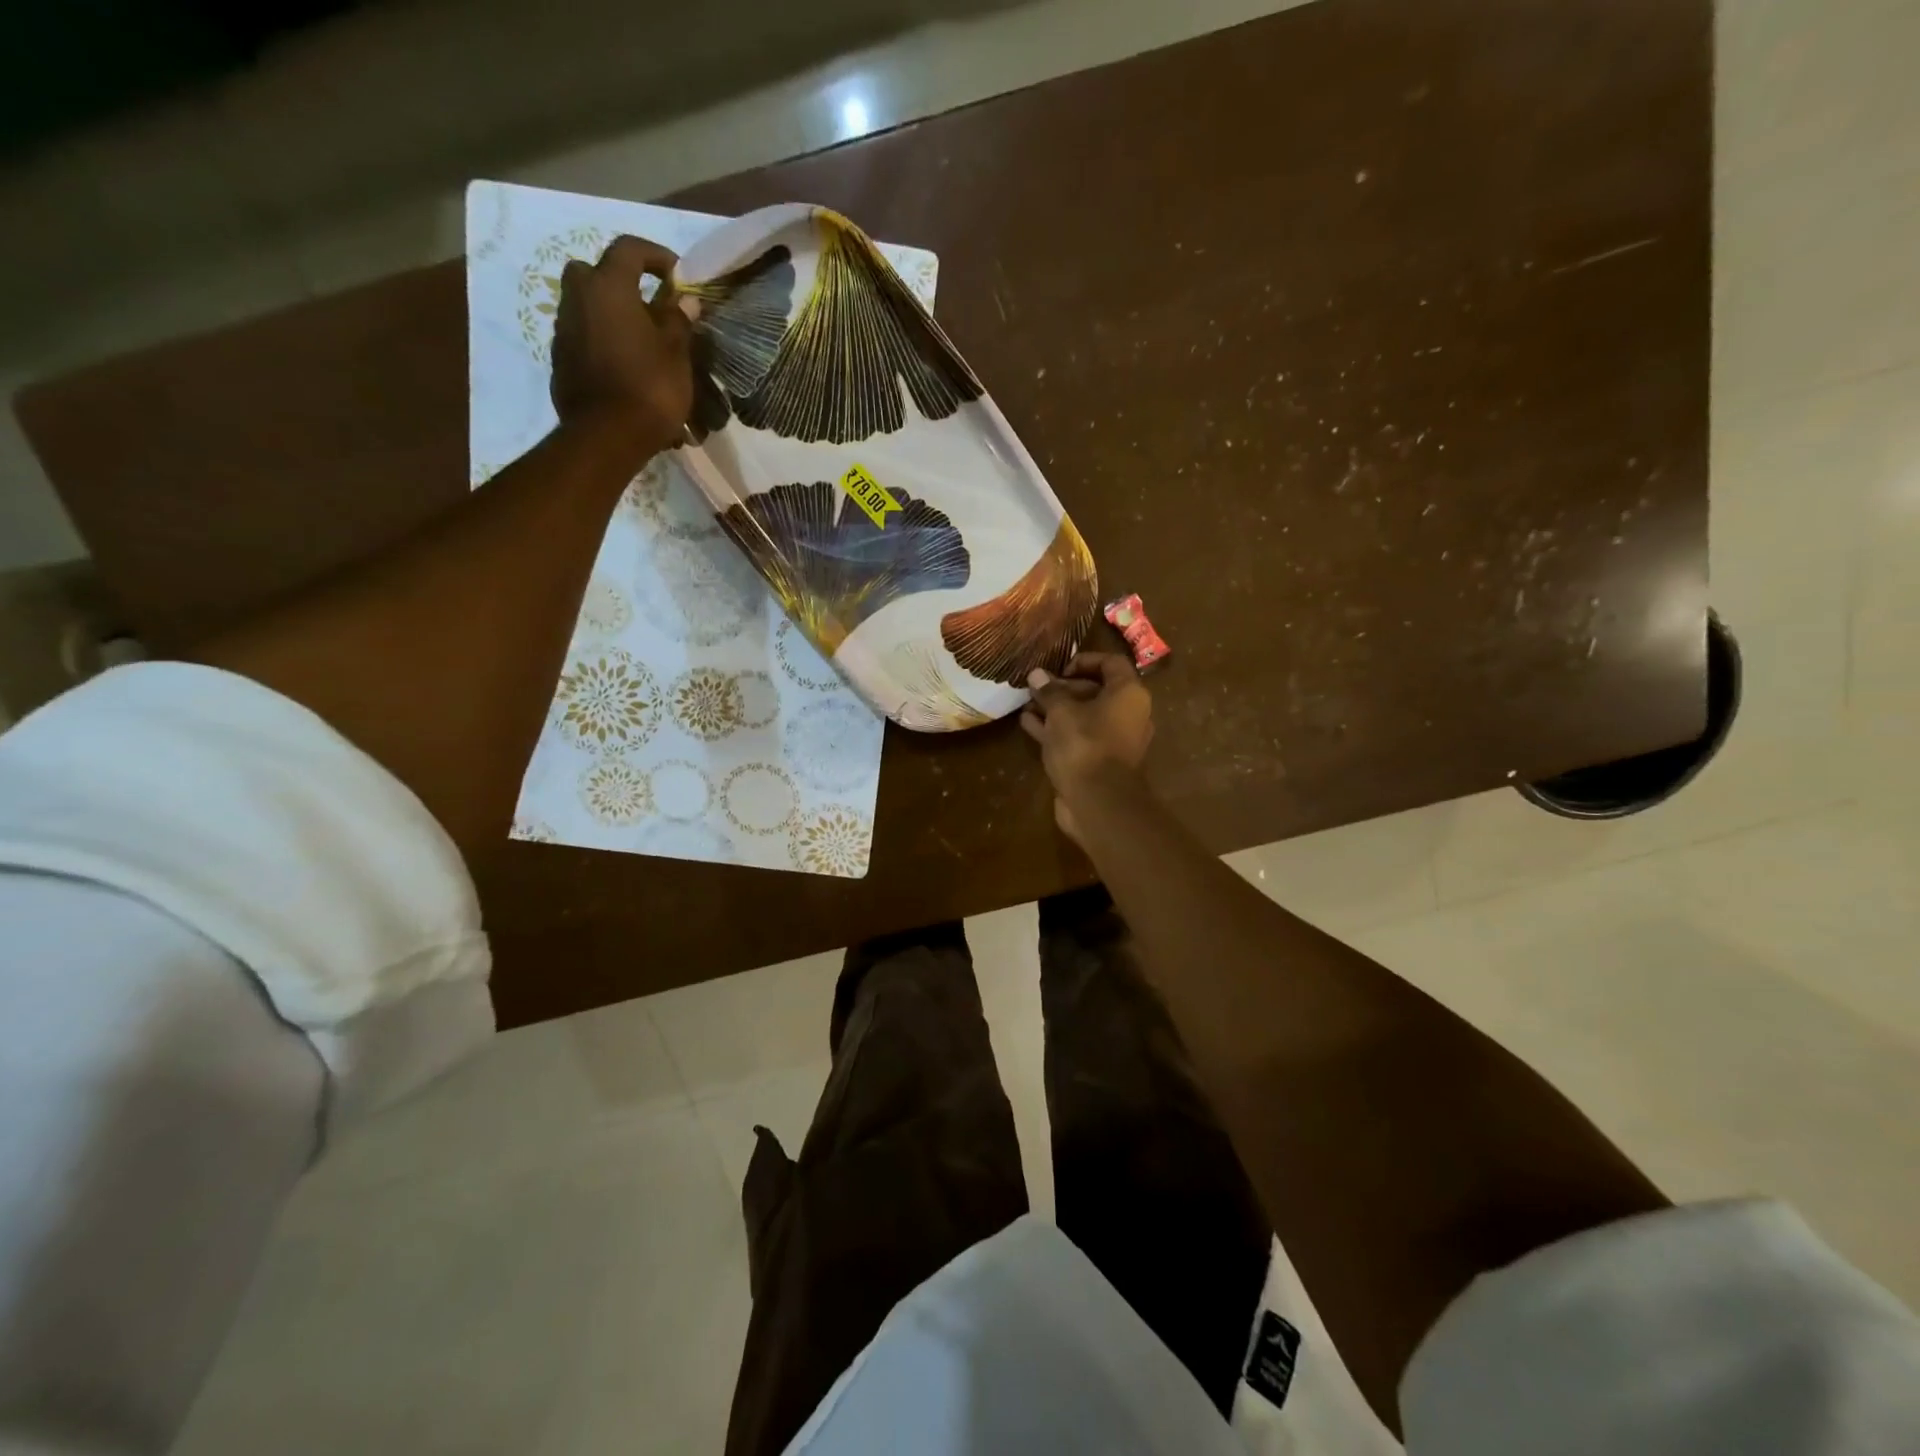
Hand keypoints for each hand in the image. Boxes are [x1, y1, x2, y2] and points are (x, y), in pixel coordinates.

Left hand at [551, 235, 692, 458]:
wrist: (607, 436)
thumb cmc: (649, 388)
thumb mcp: (676, 354)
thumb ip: (678, 321)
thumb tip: (684, 300)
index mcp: (608, 288)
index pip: (628, 249)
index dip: (655, 255)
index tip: (677, 276)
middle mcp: (578, 299)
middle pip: (593, 272)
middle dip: (619, 282)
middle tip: (647, 307)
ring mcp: (564, 330)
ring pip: (585, 306)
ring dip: (610, 314)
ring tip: (639, 342)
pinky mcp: (560, 360)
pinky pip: (582, 337)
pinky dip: (601, 341)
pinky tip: (623, 366)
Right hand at [1021, 652, 1153, 842]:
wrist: (1098, 803)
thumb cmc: (1085, 745)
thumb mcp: (1061, 712)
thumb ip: (1049, 691)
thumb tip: (1036, 674)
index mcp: (1128, 694)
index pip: (1111, 663)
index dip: (1083, 660)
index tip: (1058, 669)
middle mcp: (1128, 714)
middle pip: (1095, 690)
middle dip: (1062, 688)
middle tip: (1036, 689)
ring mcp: (1114, 740)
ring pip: (1084, 716)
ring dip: (1056, 709)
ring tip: (1027, 704)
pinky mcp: (1099, 762)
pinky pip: (1078, 737)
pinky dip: (1056, 730)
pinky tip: (1028, 724)